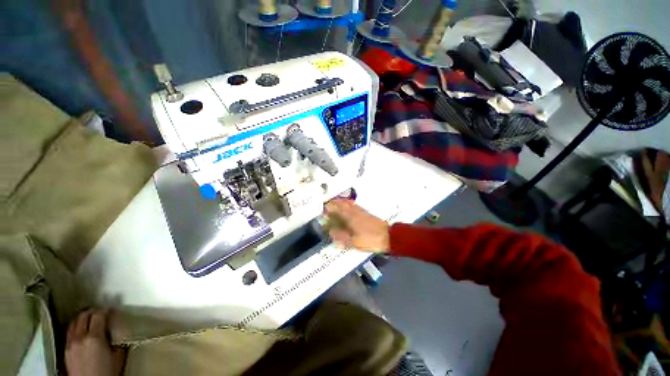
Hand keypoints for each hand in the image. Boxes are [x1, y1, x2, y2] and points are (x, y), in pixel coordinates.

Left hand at [65, 310, 124, 375]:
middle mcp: (80, 337)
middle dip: (92, 311)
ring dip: (82, 318)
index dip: (106, 310)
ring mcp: (70, 344)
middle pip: (83, 316)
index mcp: (94, 337)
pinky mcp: (65, 350)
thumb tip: (117, 329)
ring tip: (89, 319)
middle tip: (101, 312)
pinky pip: (69, 332)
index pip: (98, 315)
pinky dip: (75, 327)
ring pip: (73, 323)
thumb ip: (116, 340)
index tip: (112, 310)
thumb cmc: (108, 372)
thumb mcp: (117, 356)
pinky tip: (80, 331)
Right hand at [324, 199, 389, 251]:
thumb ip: (341, 238)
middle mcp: (354, 211)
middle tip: (327, 207)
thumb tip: (331, 233)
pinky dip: (348, 205)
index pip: (337, 208)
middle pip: (342, 203)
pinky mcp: (366, 213)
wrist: (388, 236)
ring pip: (348, 203)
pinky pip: (354, 206)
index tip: (322, 210)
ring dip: (340, 203)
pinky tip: (348, 208)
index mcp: (350, 217)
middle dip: (333, 204)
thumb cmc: (370, 239)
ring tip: (334, 205)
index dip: (328, 208)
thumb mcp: (354, 242)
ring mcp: (361, 211)